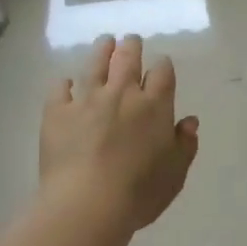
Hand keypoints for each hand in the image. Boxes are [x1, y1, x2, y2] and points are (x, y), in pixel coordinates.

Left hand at [39, 35, 200, 231]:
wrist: (88, 204)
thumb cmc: (140, 192)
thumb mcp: (175, 173)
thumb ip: (185, 144)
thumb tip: (189, 121)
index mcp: (154, 106)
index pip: (162, 72)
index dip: (162, 66)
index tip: (161, 66)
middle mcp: (122, 94)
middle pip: (128, 59)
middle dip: (132, 46)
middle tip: (131, 41)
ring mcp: (87, 100)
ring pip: (95, 65)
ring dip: (102, 50)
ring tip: (105, 41)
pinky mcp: (57, 113)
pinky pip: (60, 89)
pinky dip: (65, 84)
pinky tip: (66, 84)